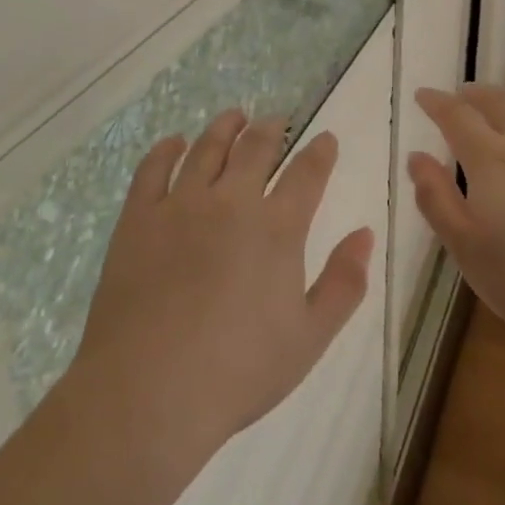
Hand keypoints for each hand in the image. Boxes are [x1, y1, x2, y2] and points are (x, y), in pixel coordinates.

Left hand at [69, 110, 374, 465]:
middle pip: (255, 149)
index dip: (320, 152)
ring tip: (234, 116)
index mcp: (277, 229)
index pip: (306, 174)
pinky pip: (153, 169)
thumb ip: (344, 283)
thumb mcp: (309, 337)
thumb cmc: (239, 370)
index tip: (326, 138)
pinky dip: (167, 149)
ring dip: (224, 127)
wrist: (150, 388)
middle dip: (271, 129)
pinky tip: (175, 142)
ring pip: (207, 149)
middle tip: (276, 118)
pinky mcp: (138, 217)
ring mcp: (180, 205)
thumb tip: (365, 234)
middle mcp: (231, 202)